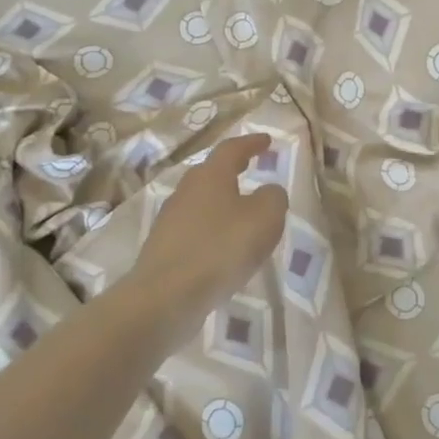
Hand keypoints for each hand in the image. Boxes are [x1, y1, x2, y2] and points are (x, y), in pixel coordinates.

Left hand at [135, 134, 289, 316]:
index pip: (232, 148)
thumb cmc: (221, 249)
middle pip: (212, 173)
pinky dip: (213, 231)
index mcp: (211, 176)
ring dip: (223, 203)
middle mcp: (187, 190)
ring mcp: (171, 220)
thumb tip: (269, 191)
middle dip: (233, 169)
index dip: (252, 143)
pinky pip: (195, 230)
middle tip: (252, 168)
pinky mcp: (164, 248)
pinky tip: (225, 248)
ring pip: (202, 202)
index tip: (267, 141)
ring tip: (243, 214)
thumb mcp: (265, 218)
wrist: (166, 297)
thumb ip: (273, 198)